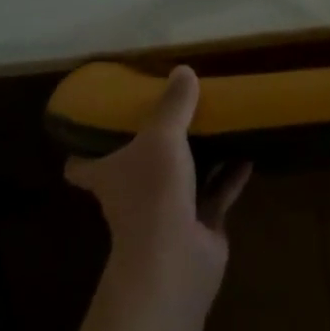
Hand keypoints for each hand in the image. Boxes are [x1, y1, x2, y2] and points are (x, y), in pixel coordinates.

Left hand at [66, 65, 251, 298]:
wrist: (176, 260)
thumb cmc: (153, 193)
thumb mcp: (162, 137)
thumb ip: (173, 105)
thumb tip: (183, 70)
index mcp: (109, 174)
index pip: (82, 165)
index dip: (84, 148)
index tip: (97, 124)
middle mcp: (133, 194)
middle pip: (137, 167)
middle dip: (152, 146)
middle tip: (171, 112)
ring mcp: (166, 212)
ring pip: (181, 178)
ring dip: (197, 157)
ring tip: (215, 126)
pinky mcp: (198, 226)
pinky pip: (215, 194)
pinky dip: (229, 175)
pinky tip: (247, 153)